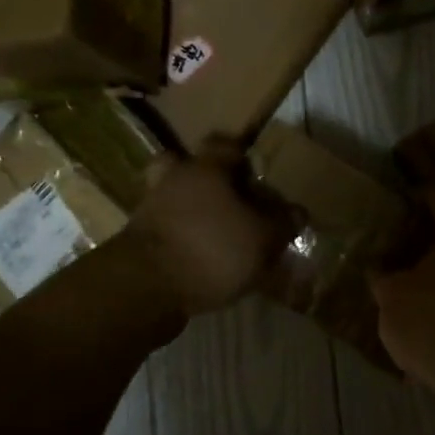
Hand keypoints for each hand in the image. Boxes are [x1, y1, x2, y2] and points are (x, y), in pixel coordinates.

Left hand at [129, 138, 285, 317]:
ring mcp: (150, 210)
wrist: (144, 290)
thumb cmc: (211, 249)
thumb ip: (282, 223)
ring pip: (174, 198)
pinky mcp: (137, 242)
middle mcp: (173, 179)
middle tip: (232, 198)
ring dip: (192, 210)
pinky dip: (181, 238)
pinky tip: (202, 259)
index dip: (242, 155)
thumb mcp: (262, 239)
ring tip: (218, 232)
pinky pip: (165, 229)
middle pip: (188, 166)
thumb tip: (297, 211)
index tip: (258, 171)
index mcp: (204, 167)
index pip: (224, 144)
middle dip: (208, 179)